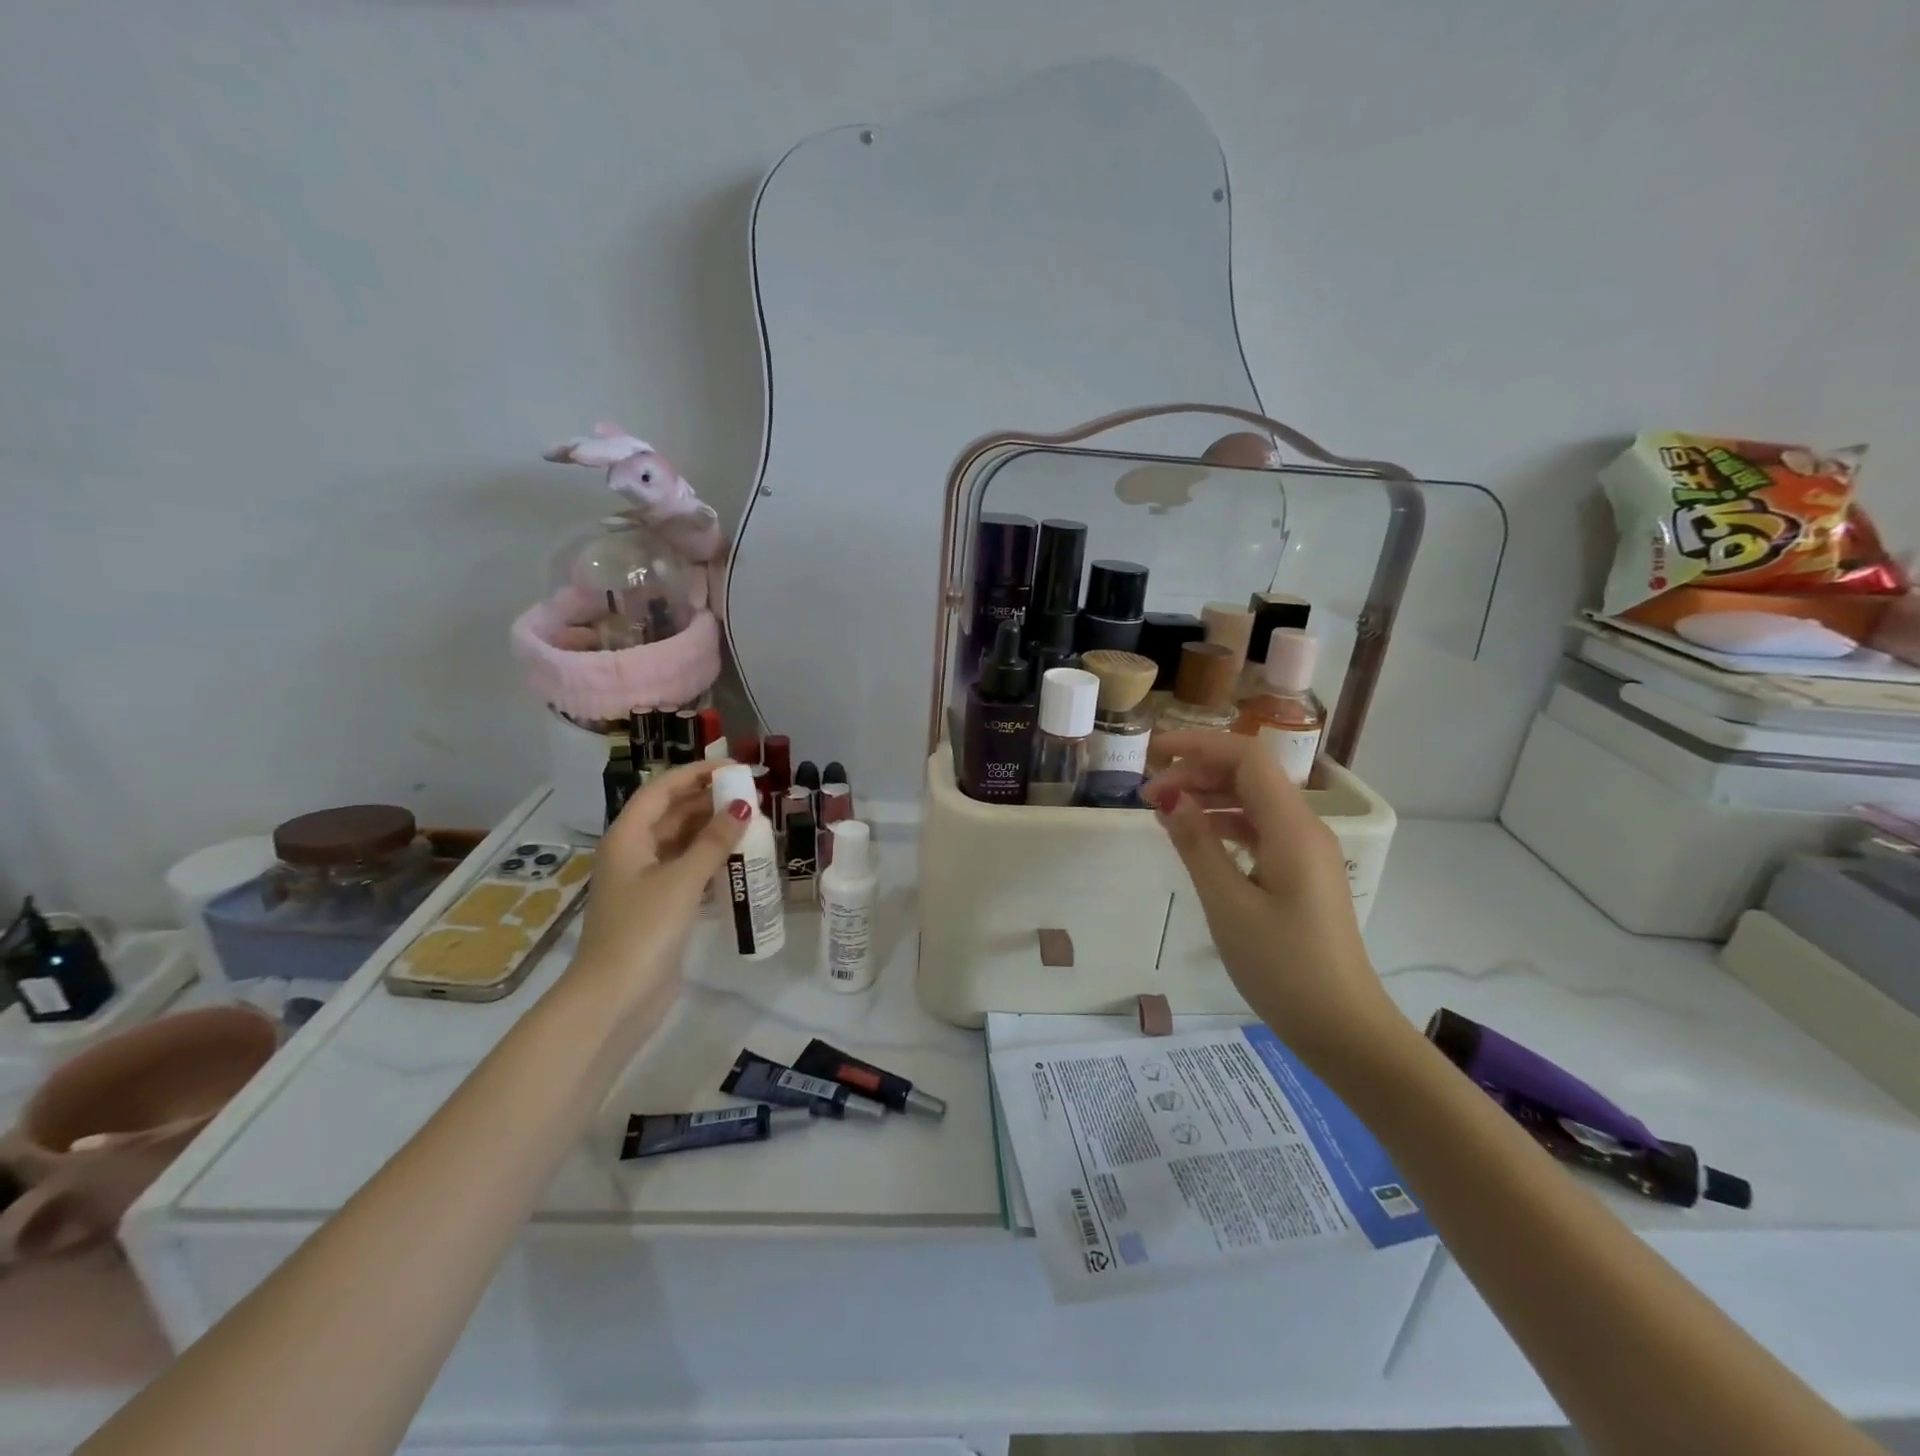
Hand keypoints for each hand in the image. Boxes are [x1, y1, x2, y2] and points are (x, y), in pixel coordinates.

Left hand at [567, 761, 747, 1023]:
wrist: (614, 999)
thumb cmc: (643, 930)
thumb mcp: (682, 880)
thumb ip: (714, 841)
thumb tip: (743, 806)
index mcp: (628, 837)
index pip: (663, 789)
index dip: (697, 773)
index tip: (735, 768)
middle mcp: (633, 852)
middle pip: (672, 813)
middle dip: (709, 802)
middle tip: (752, 797)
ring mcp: (644, 881)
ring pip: (682, 843)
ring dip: (713, 832)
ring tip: (752, 824)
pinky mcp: (658, 906)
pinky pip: (687, 870)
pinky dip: (711, 861)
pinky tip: (739, 862)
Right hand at [1142, 732, 1402, 1064]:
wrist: (1343, 1028)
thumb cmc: (1284, 967)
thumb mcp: (1229, 905)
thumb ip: (1198, 845)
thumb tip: (1170, 798)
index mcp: (1293, 829)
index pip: (1247, 759)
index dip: (1198, 746)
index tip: (1152, 755)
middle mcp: (1304, 829)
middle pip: (1249, 776)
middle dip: (1197, 772)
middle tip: (1147, 794)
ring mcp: (1304, 852)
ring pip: (1253, 803)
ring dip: (1208, 798)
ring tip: (1162, 813)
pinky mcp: (1300, 874)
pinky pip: (1259, 831)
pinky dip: (1224, 825)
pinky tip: (1195, 839)